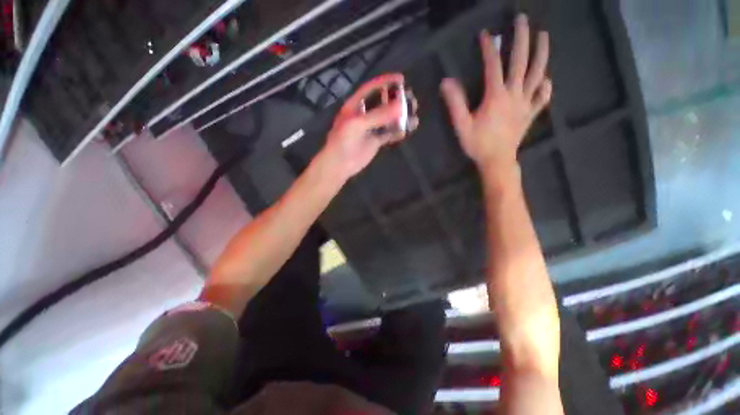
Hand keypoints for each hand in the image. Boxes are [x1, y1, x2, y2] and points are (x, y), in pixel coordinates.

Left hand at [322, 73, 406, 179]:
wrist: (340, 165)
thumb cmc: (343, 141)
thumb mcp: (357, 124)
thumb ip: (378, 115)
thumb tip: (400, 105)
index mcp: (355, 106)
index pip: (371, 89)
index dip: (385, 82)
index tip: (401, 79)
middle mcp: (364, 115)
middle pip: (383, 103)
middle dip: (397, 100)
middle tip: (411, 100)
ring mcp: (371, 129)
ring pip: (388, 119)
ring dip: (400, 117)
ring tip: (413, 116)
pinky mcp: (376, 141)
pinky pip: (389, 134)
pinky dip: (398, 132)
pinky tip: (408, 130)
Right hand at [440, 14, 550, 174]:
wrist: (496, 161)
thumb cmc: (478, 144)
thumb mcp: (462, 125)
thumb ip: (455, 103)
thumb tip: (446, 82)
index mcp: (496, 97)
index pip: (493, 66)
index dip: (489, 48)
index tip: (485, 34)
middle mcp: (514, 95)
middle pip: (521, 62)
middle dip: (522, 38)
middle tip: (523, 20)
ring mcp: (525, 104)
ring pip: (537, 74)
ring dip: (541, 54)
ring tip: (544, 36)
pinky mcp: (530, 114)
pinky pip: (542, 98)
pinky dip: (545, 87)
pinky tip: (546, 80)